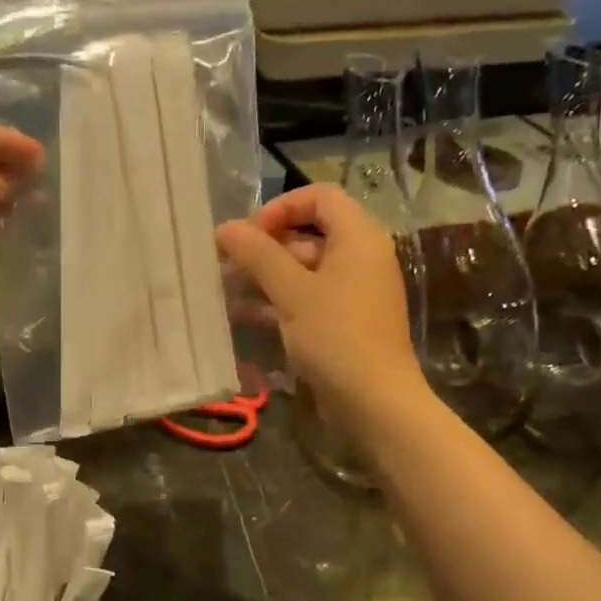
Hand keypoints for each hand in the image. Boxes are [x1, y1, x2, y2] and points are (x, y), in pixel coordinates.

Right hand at [215, 184, 420, 422]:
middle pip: (309, 234)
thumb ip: (258, 255)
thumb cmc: (336, 336)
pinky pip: (308, 300)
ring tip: (226, 292)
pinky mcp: (344, 323)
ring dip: (265, 278)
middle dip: (265, 248)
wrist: (374, 402)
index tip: (249, 235)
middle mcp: (360, 258)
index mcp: (358, 238)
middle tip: (226, 266)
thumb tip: (226, 227)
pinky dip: (278, 303)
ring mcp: (353, 293)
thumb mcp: (292, 292)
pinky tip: (243, 318)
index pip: (319, 197)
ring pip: (304, 271)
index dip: (280, 208)